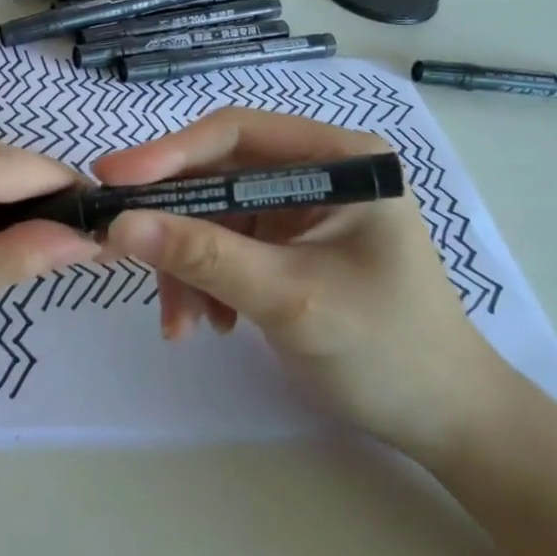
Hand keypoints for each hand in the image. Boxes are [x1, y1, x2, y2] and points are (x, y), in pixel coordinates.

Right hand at [96, 108, 511, 458]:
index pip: (237, 133)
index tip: (113, 182)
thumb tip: (120, 225)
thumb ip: (204, 257)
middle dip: (175, 225)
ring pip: (212, 216)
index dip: (169, 153)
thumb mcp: (290, 298)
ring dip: (186, 266)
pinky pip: (223, 248)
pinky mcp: (287, 246)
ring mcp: (300, 210)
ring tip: (183, 322)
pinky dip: (204, 282)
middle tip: (120, 253)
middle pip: (218, 176)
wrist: (443, 422)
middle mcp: (317, 172)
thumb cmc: (386, 351)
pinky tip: (210, 324)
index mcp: (339, 158)